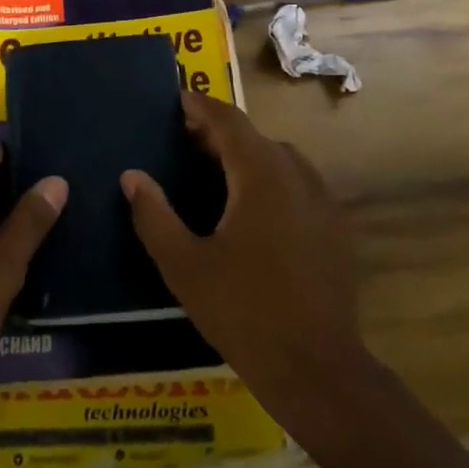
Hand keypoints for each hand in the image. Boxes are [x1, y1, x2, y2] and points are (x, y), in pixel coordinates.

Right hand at [123, 93, 362, 410]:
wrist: (317, 368)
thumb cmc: (243, 312)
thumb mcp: (184, 266)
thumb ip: (154, 216)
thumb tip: (132, 177)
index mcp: (261, 175)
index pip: (228, 120)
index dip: (201, 105)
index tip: (177, 99)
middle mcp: (297, 174)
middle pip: (254, 136)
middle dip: (218, 132)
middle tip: (183, 140)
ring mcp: (323, 200)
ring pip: (279, 159)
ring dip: (246, 155)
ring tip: (214, 172)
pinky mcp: (336, 226)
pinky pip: (298, 184)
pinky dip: (270, 179)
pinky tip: (252, 210)